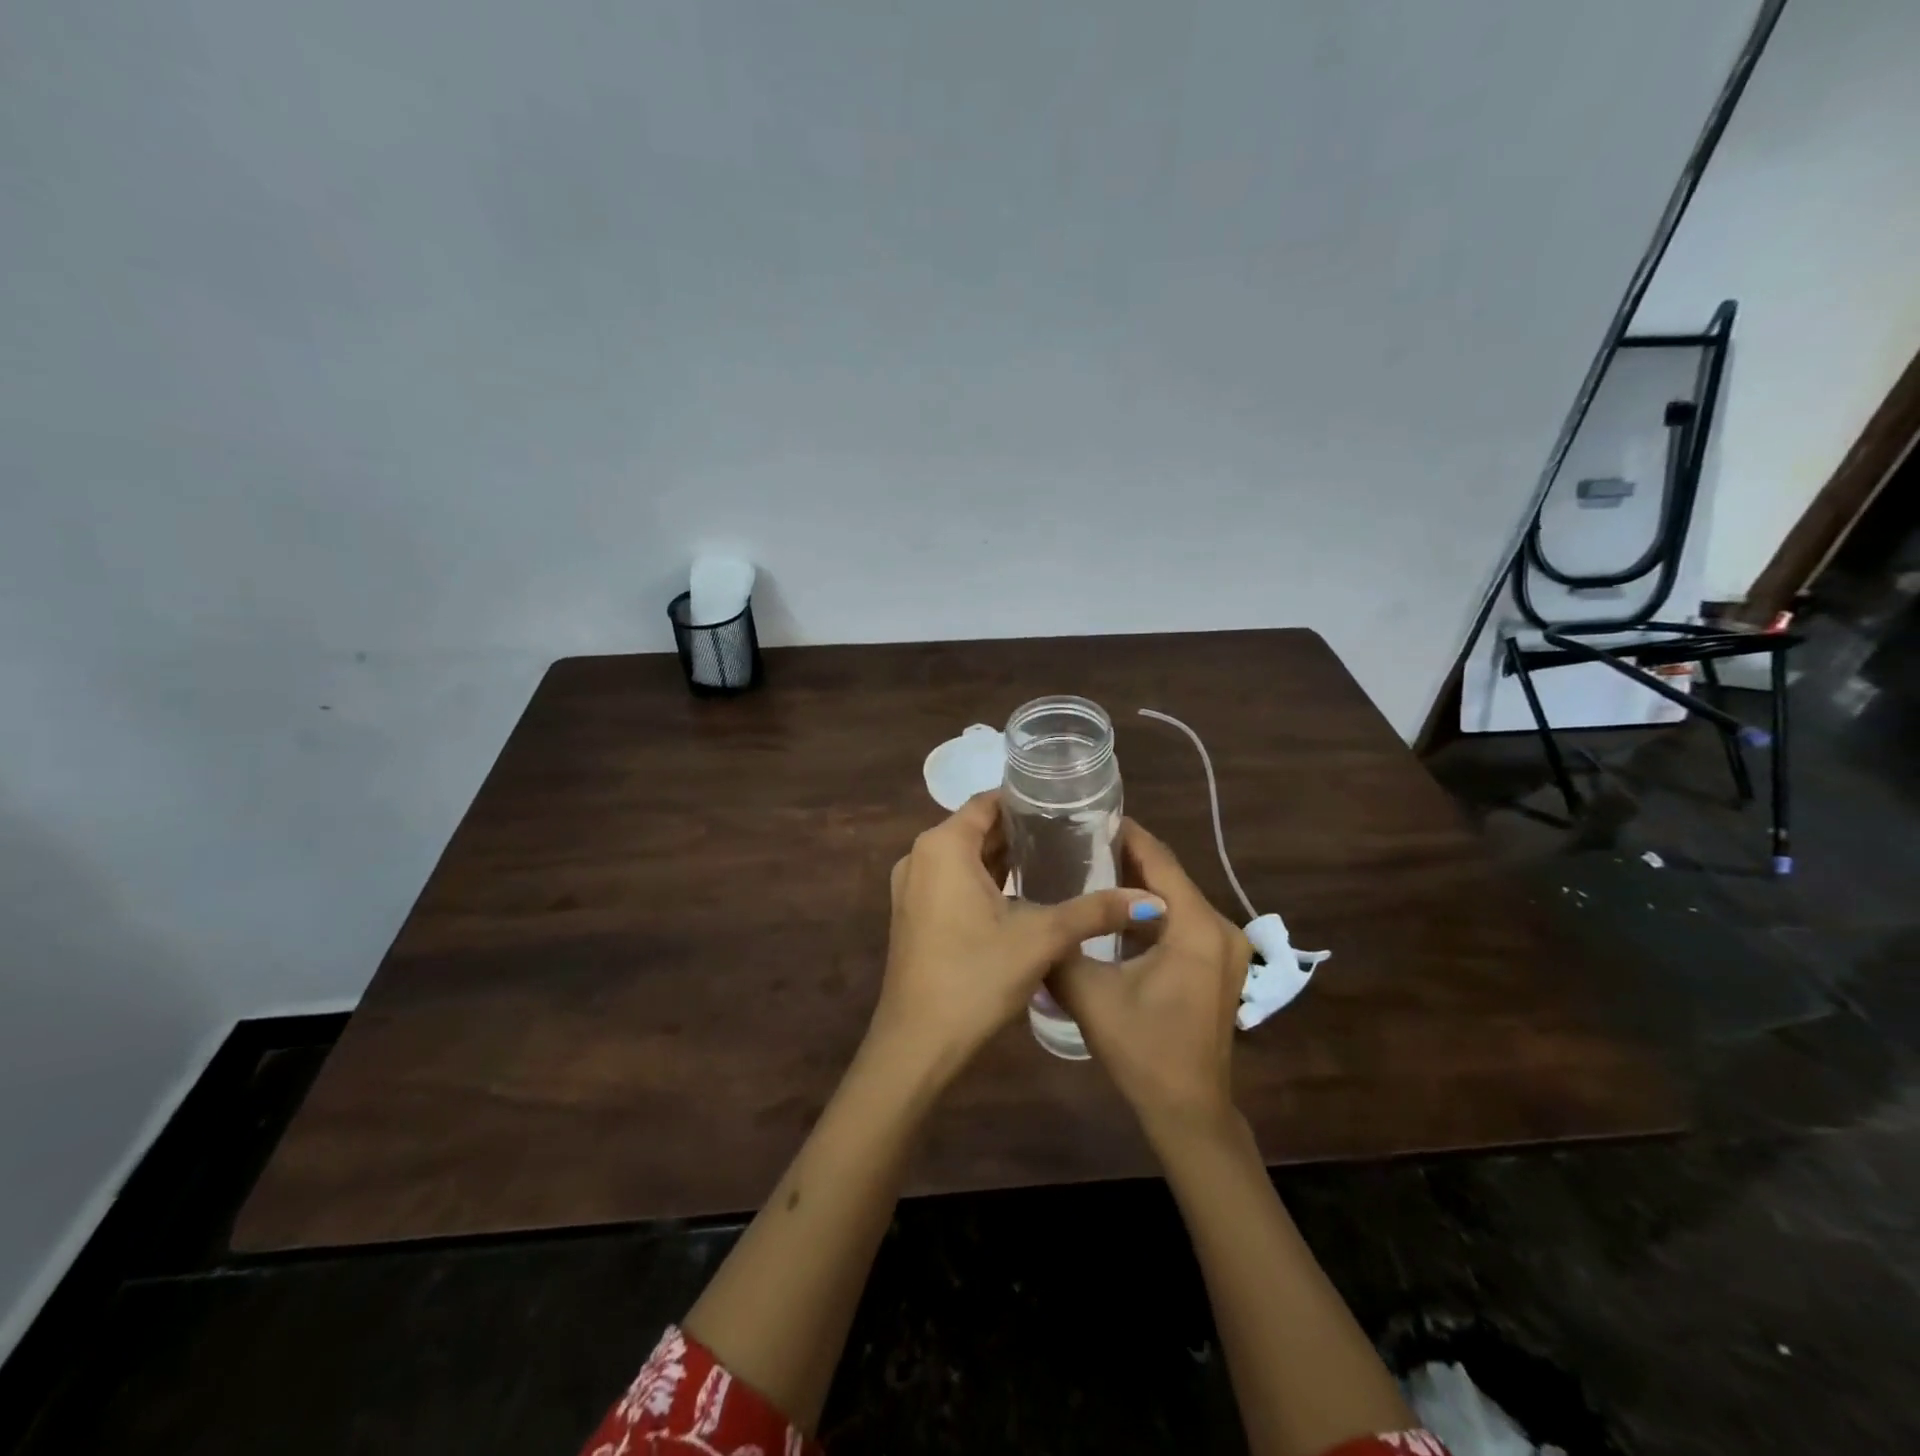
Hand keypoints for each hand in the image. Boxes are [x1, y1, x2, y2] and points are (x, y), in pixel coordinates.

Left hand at [869, 791, 1163, 1082]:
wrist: (917, 1044)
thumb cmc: (976, 977)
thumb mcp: (1041, 938)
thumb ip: (1094, 911)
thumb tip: (1151, 900)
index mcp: (943, 846)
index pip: (988, 802)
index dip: (1026, 801)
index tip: (1066, 806)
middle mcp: (920, 857)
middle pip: (975, 828)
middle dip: (1020, 830)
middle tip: (1071, 833)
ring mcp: (912, 887)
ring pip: (964, 857)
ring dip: (1003, 857)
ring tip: (1055, 858)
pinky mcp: (914, 915)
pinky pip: (953, 881)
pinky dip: (984, 880)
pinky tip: (1022, 894)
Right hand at [1051, 820, 1251, 1134]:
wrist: (1188, 1110)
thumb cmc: (1142, 1048)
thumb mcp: (1089, 993)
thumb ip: (1060, 947)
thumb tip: (1030, 916)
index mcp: (1195, 926)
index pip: (1160, 859)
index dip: (1126, 834)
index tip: (1090, 814)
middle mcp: (1219, 927)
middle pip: (1170, 875)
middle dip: (1127, 855)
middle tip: (1080, 839)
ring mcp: (1224, 948)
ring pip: (1176, 899)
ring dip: (1139, 884)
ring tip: (1090, 866)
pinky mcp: (1217, 965)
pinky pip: (1182, 922)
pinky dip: (1151, 911)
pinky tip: (1116, 911)